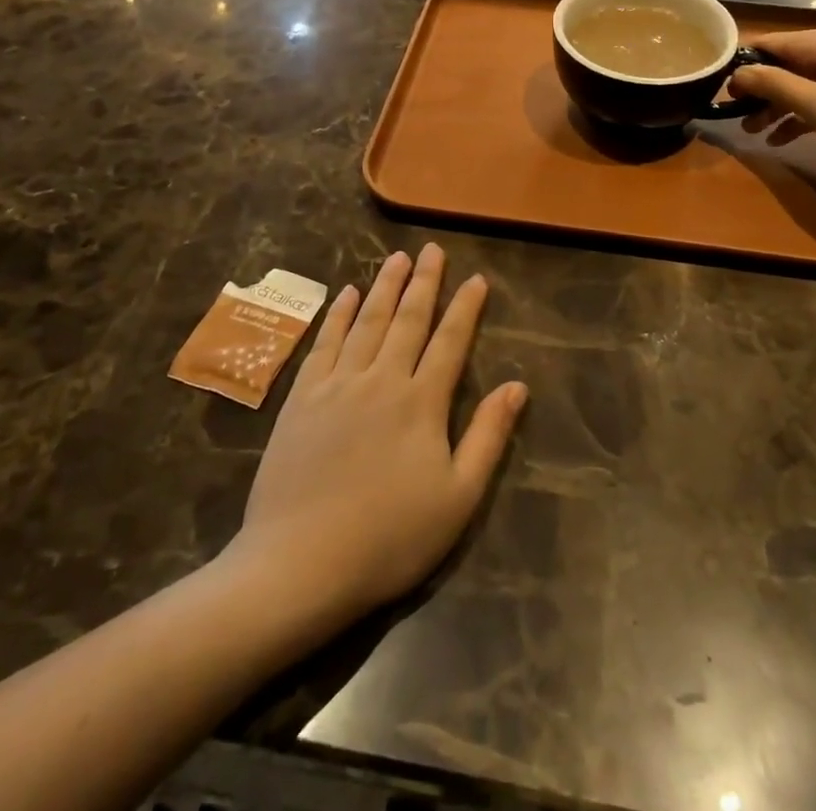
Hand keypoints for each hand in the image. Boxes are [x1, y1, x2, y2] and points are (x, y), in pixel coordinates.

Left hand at [227, 245, 526, 625]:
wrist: (299, 564)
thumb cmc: (389, 538)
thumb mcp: (458, 498)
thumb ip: (488, 437)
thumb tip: (516, 386)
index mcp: (422, 402)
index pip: (450, 342)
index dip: (465, 308)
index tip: (477, 279)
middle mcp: (381, 379)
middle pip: (408, 320)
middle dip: (424, 282)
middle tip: (432, 250)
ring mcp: (337, 384)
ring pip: (366, 322)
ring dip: (384, 287)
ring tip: (397, 258)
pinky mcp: (302, 398)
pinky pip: (324, 343)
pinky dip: (337, 315)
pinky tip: (345, 295)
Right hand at [731, 29, 815, 201]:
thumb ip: (775, 85)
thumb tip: (737, 74)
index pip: (792, 41)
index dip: (756, 56)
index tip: (724, 72)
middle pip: (802, 64)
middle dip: (768, 88)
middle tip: (734, 107)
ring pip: (813, 85)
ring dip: (782, 106)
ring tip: (750, 129)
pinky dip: (804, 115)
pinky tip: (779, 138)